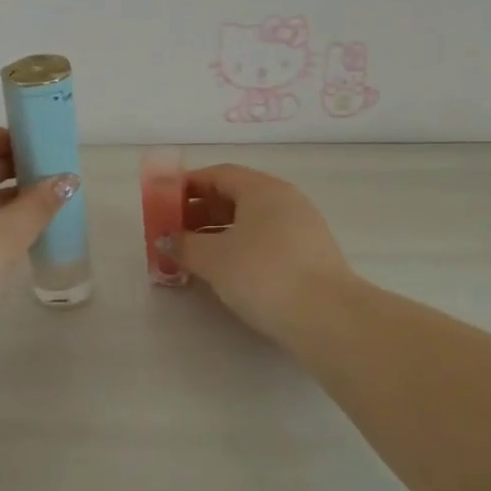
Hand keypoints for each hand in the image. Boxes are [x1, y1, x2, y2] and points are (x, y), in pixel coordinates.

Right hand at [159, 164, 352, 341]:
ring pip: (251, 221)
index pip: (219, 174)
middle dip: (201, 211)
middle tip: (174, 232)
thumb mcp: (214, 258)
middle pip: (236, 196)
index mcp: (263, 189)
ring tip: (195, 254)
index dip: (188, 185)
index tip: (164, 202)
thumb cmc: (262, 274)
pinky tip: (227, 270)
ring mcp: (302, 227)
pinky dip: (241, 247)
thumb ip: (184, 245)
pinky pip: (266, 240)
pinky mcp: (310, 255)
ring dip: (219, 232)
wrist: (326, 316)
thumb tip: (166, 240)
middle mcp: (285, 200)